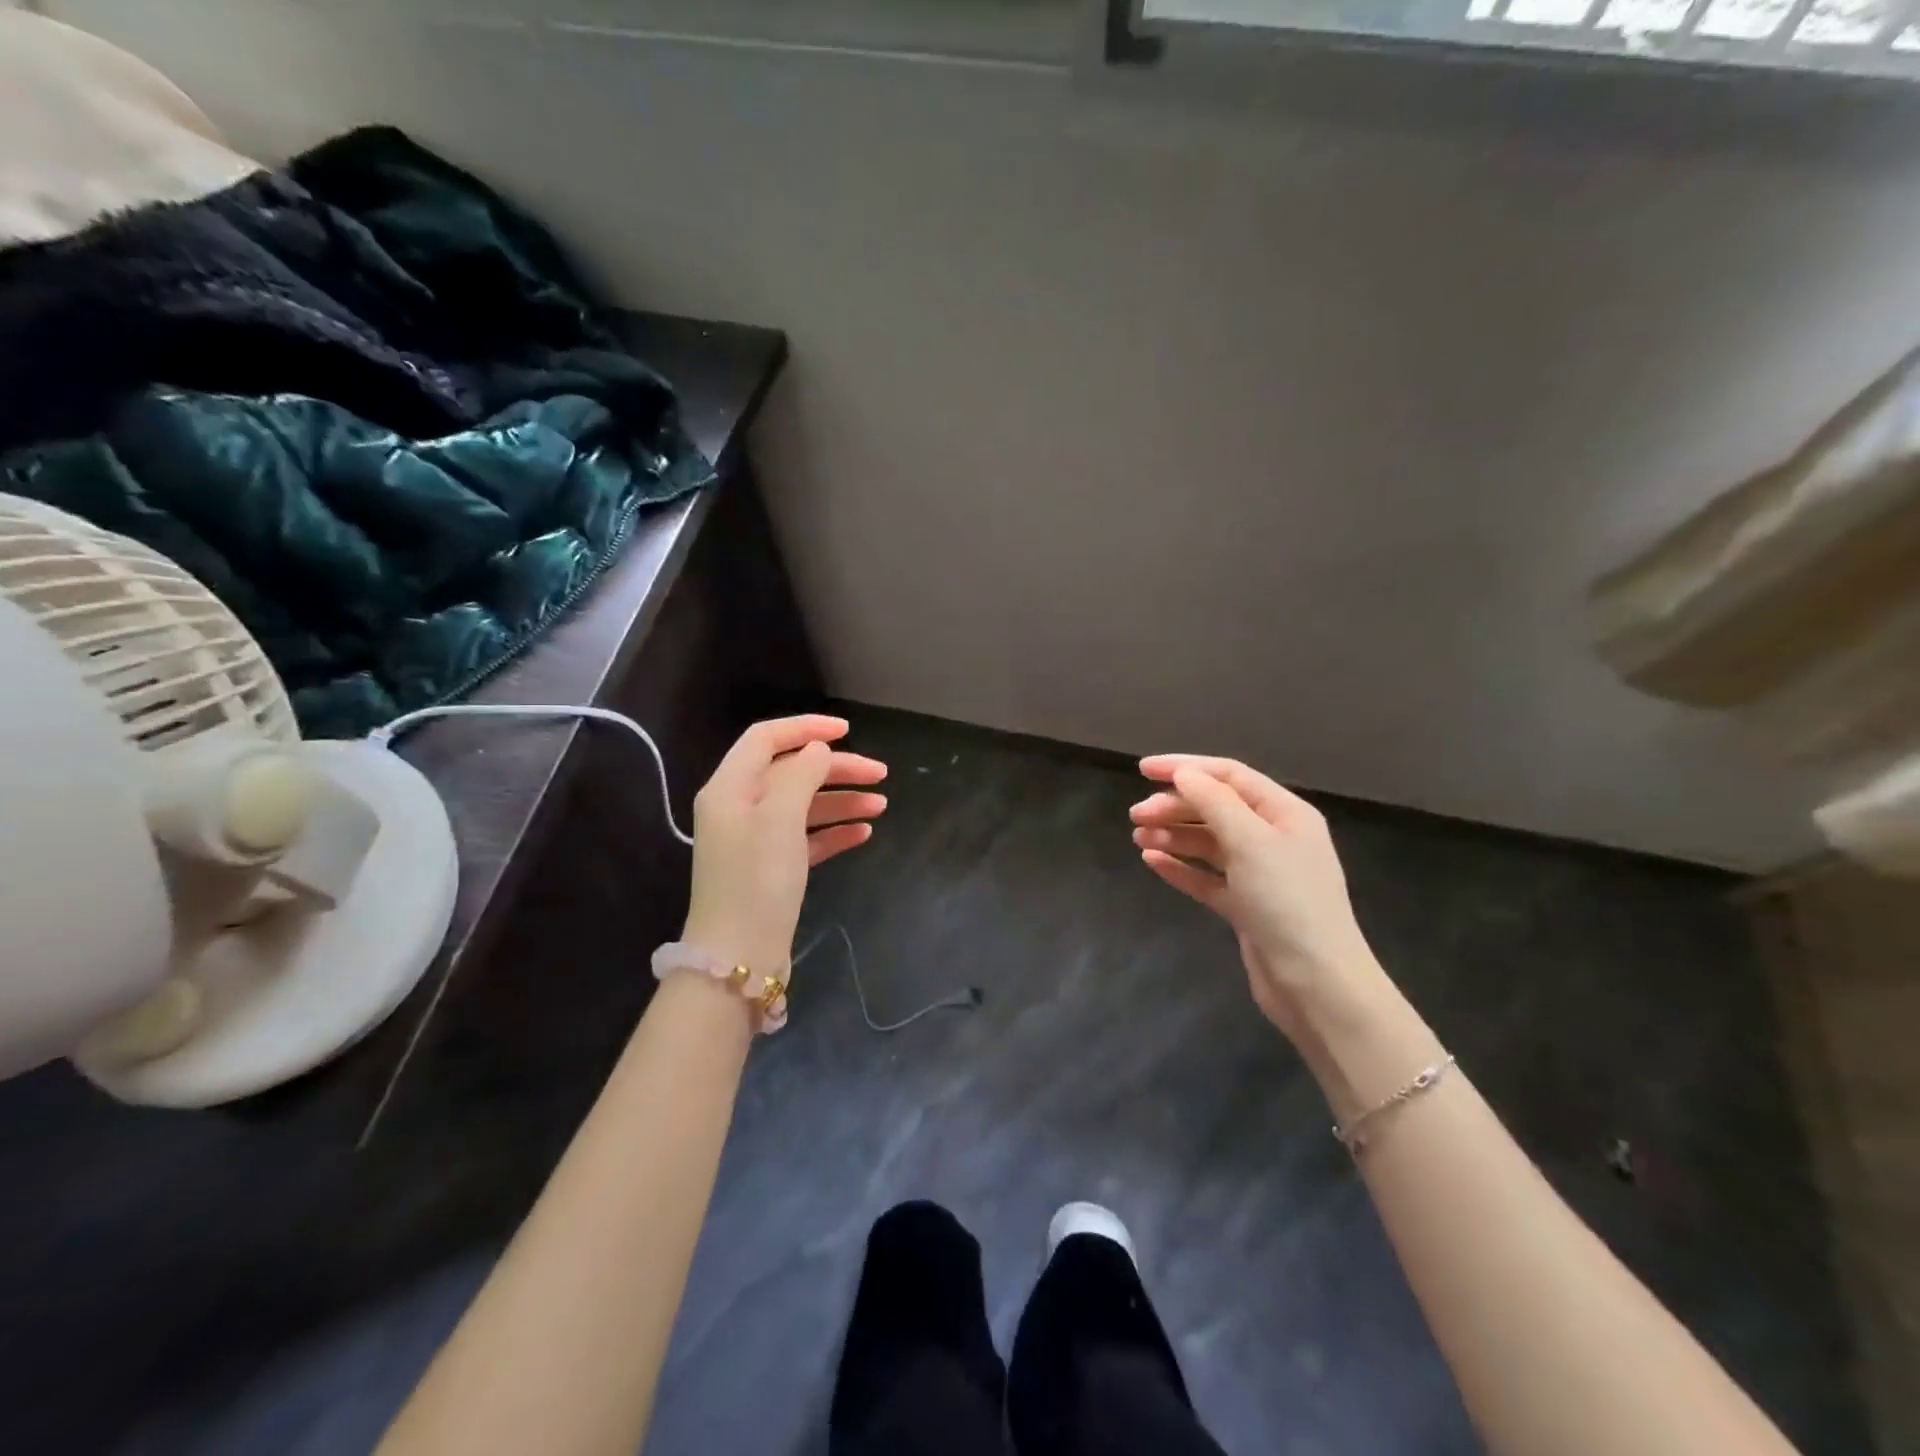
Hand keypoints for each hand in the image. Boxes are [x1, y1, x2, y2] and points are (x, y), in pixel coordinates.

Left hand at [680, 715, 886, 977]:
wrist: (739, 958)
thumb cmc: (757, 879)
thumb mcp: (780, 817)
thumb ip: (801, 774)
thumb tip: (818, 749)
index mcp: (730, 788)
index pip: (766, 738)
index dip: (806, 727)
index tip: (848, 731)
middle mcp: (739, 808)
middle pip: (792, 772)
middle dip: (836, 769)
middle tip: (880, 774)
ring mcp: (755, 841)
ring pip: (803, 806)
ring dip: (841, 800)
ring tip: (881, 805)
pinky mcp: (772, 870)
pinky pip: (807, 838)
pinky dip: (834, 831)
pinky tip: (863, 833)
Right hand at [1131, 754, 1380, 1042]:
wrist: (1316, 984)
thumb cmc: (1287, 902)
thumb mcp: (1251, 842)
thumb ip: (1214, 802)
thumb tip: (1184, 773)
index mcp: (1284, 813)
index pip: (1229, 775)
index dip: (1185, 767)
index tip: (1142, 770)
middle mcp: (1273, 838)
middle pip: (1216, 808)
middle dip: (1174, 806)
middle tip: (1135, 815)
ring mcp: (1259, 874)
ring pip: (1208, 843)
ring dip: (1173, 835)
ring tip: (1138, 837)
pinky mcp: (1245, 906)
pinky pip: (1206, 877)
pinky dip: (1180, 867)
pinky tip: (1151, 861)